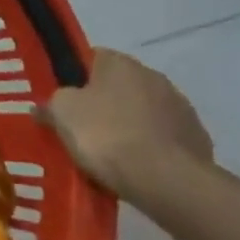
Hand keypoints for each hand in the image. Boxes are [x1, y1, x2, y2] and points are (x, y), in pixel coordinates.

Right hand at [36, 49, 215, 207]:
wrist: (167, 180)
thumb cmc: (106, 135)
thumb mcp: (61, 114)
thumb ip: (50, 104)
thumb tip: (42, 107)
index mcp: (120, 63)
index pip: (91, 58)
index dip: (74, 77)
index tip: (62, 99)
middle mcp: (154, 76)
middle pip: (118, 86)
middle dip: (102, 103)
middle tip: (80, 127)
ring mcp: (181, 108)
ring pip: (142, 112)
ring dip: (128, 125)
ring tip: (108, 153)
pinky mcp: (197, 138)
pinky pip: (162, 138)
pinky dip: (149, 147)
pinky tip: (135, 167)